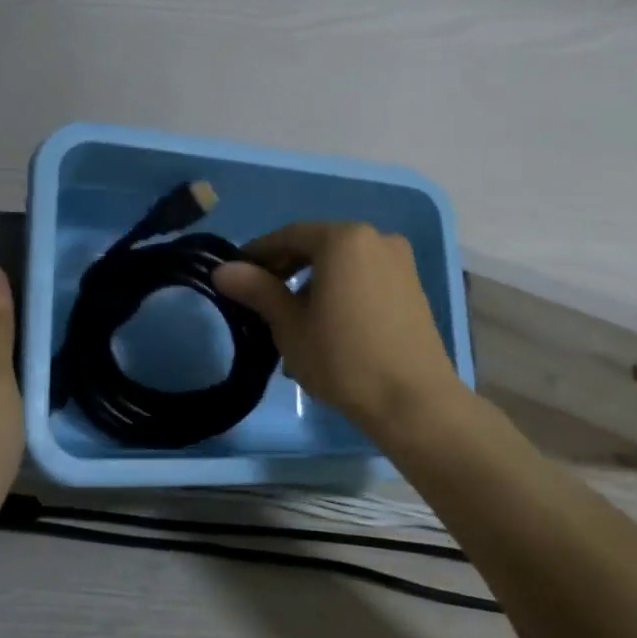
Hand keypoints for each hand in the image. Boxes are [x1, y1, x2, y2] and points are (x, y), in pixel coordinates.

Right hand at [213, 223, 465, 438]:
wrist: (413, 401)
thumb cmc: (343, 359)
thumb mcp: (290, 326)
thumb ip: (258, 290)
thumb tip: (222, 270)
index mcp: (344, 239)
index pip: (289, 236)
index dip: (258, 254)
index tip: (237, 275)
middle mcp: (376, 238)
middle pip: (319, 246)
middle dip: (287, 269)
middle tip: (261, 299)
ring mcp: (400, 262)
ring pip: (343, 264)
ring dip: (314, 283)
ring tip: (294, 320)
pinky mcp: (413, 287)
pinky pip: (365, 278)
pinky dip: (342, 291)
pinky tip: (329, 325)